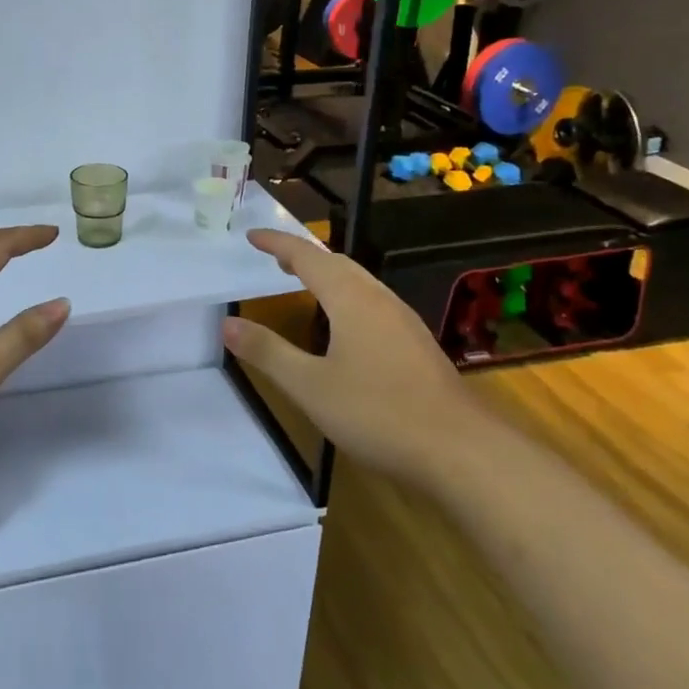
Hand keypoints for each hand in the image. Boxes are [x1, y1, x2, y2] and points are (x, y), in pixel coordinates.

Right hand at [222, 229, 485, 479]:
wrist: (462, 451)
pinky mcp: (418, 346)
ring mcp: (404, 322)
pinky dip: (348, 297)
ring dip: (329, 276)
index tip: (252, 236)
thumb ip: (268, 352)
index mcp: (351, 299)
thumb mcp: (310, 386)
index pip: (307, 257)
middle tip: (276, 260)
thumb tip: (227, 323)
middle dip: (305, 257)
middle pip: (338, 264)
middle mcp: (379, 300)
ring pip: (360, 283)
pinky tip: (347, 327)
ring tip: (306, 285)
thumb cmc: (378, 412)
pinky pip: (374, 304)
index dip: (278, 244)